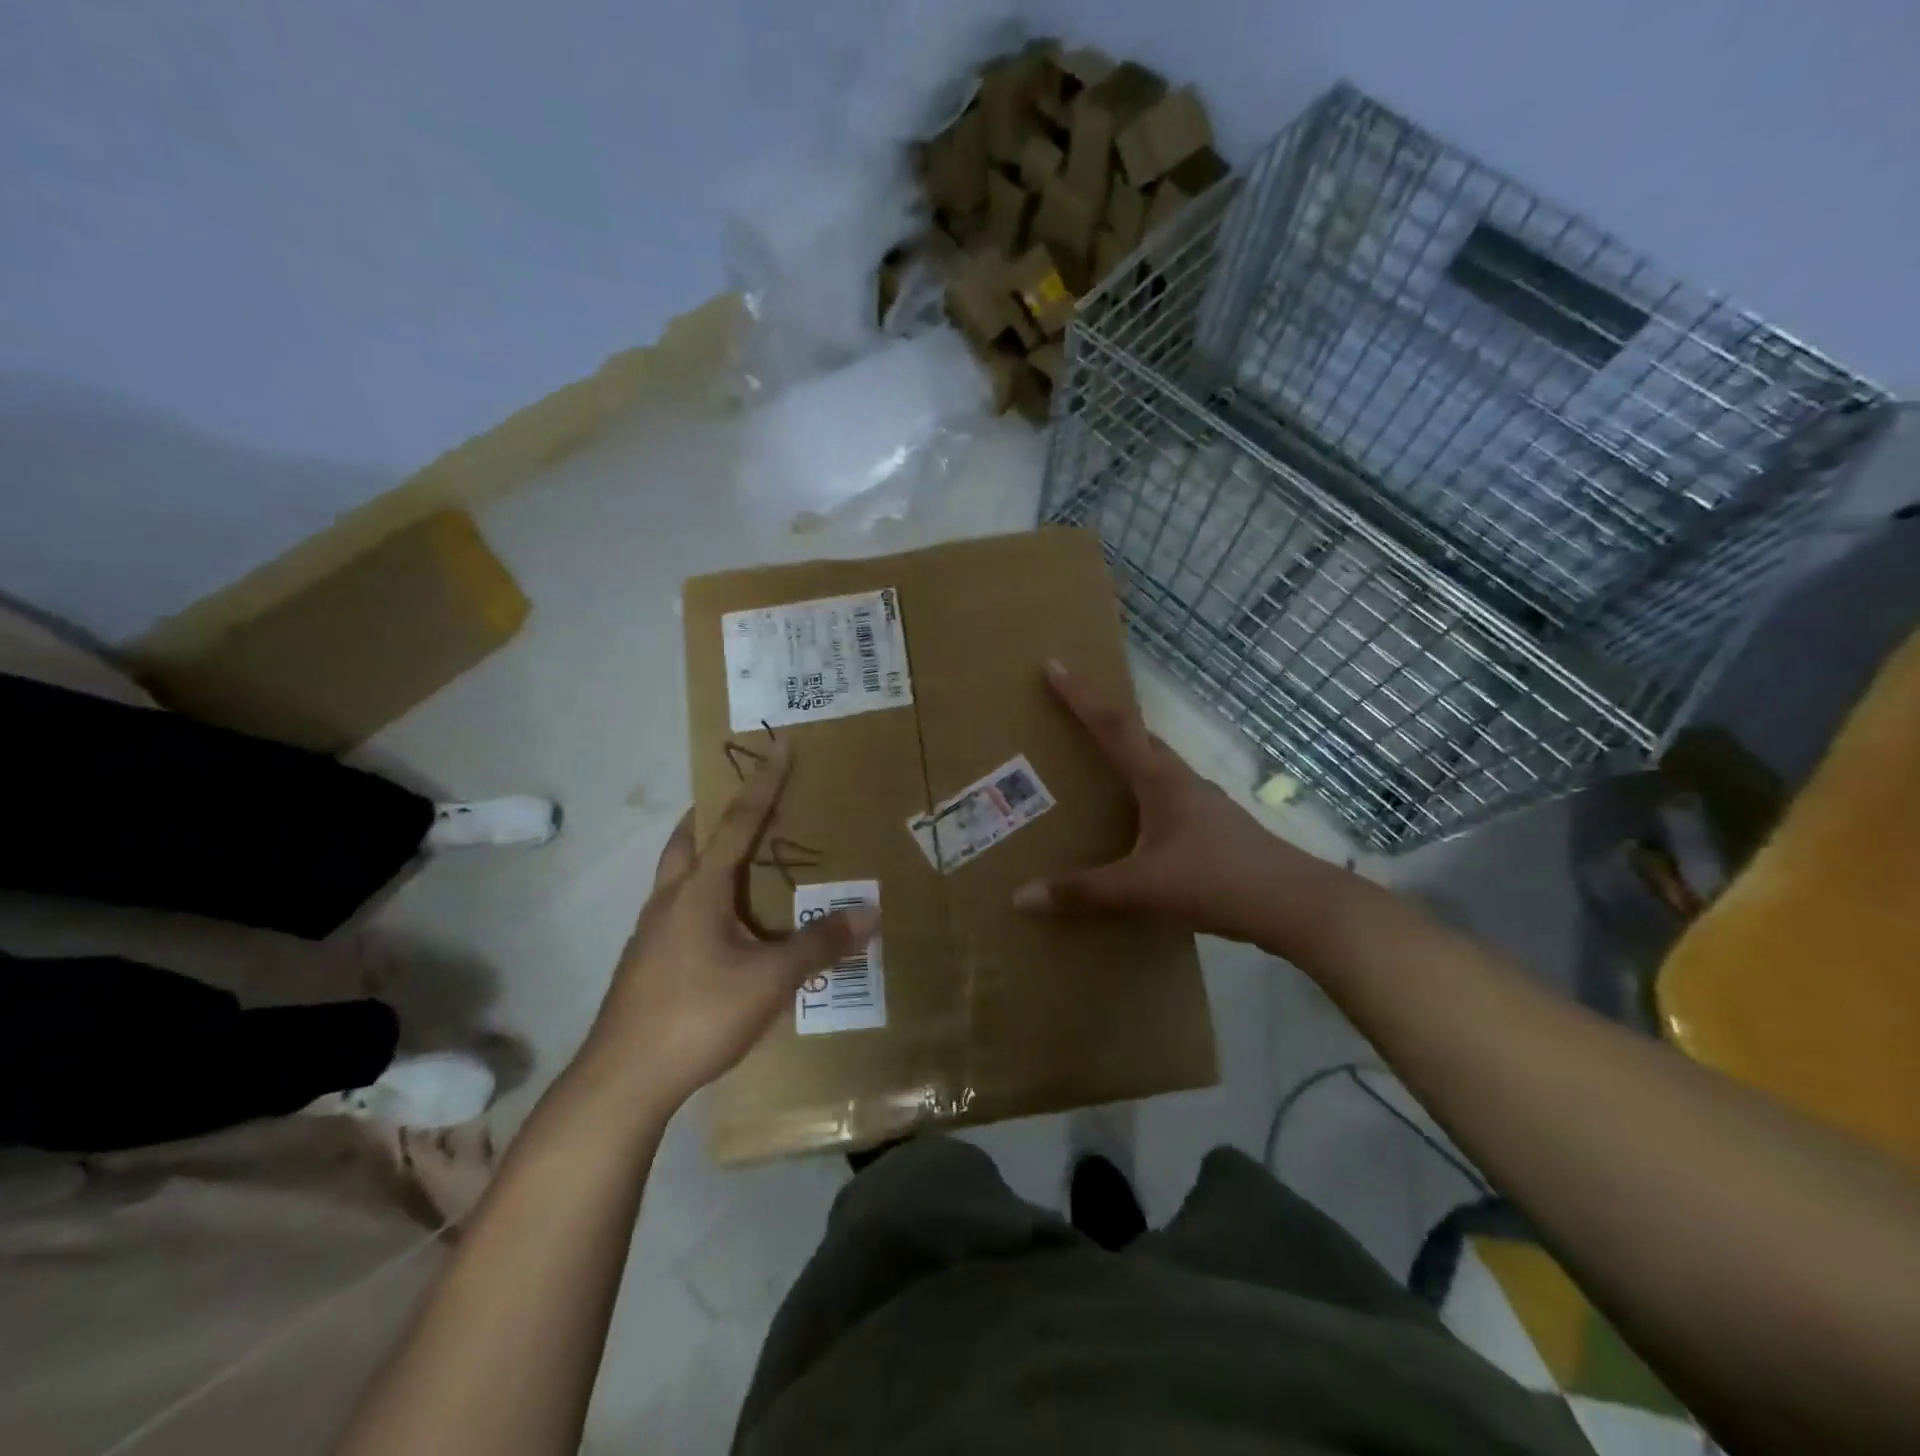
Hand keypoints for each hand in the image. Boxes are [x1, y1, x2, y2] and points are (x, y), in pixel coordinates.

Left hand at [584, 745, 877, 1109]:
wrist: (623, 1080)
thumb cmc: (698, 1014)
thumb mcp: (770, 980)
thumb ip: (819, 944)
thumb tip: (871, 914)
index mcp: (699, 890)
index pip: (736, 823)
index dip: (762, 785)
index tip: (779, 748)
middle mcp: (670, 899)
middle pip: (688, 839)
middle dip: (714, 813)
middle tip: (746, 805)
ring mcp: (650, 932)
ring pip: (677, 874)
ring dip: (704, 854)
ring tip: (740, 863)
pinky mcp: (645, 962)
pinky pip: (677, 908)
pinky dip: (701, 895)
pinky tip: (722, 927)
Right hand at [1012, 660, 1322, 943]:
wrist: (1296, 904)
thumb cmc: (1216, 881)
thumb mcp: (1143, 888)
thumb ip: (1083, 892)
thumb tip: (1022, 898)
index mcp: (1160, 781)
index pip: (1112, 726)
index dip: (1080, 696)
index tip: (1054, 665)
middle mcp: (1181, 781)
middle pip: (1138, 736)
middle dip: (1103, 718)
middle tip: (1072, 711)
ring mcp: (1204, 803)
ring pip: (1157, 765)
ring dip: (1127, 754)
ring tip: (1098, 766)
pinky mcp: (1215, 828)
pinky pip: (1168, 795)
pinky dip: (1144, 792)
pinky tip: (1138, 822)